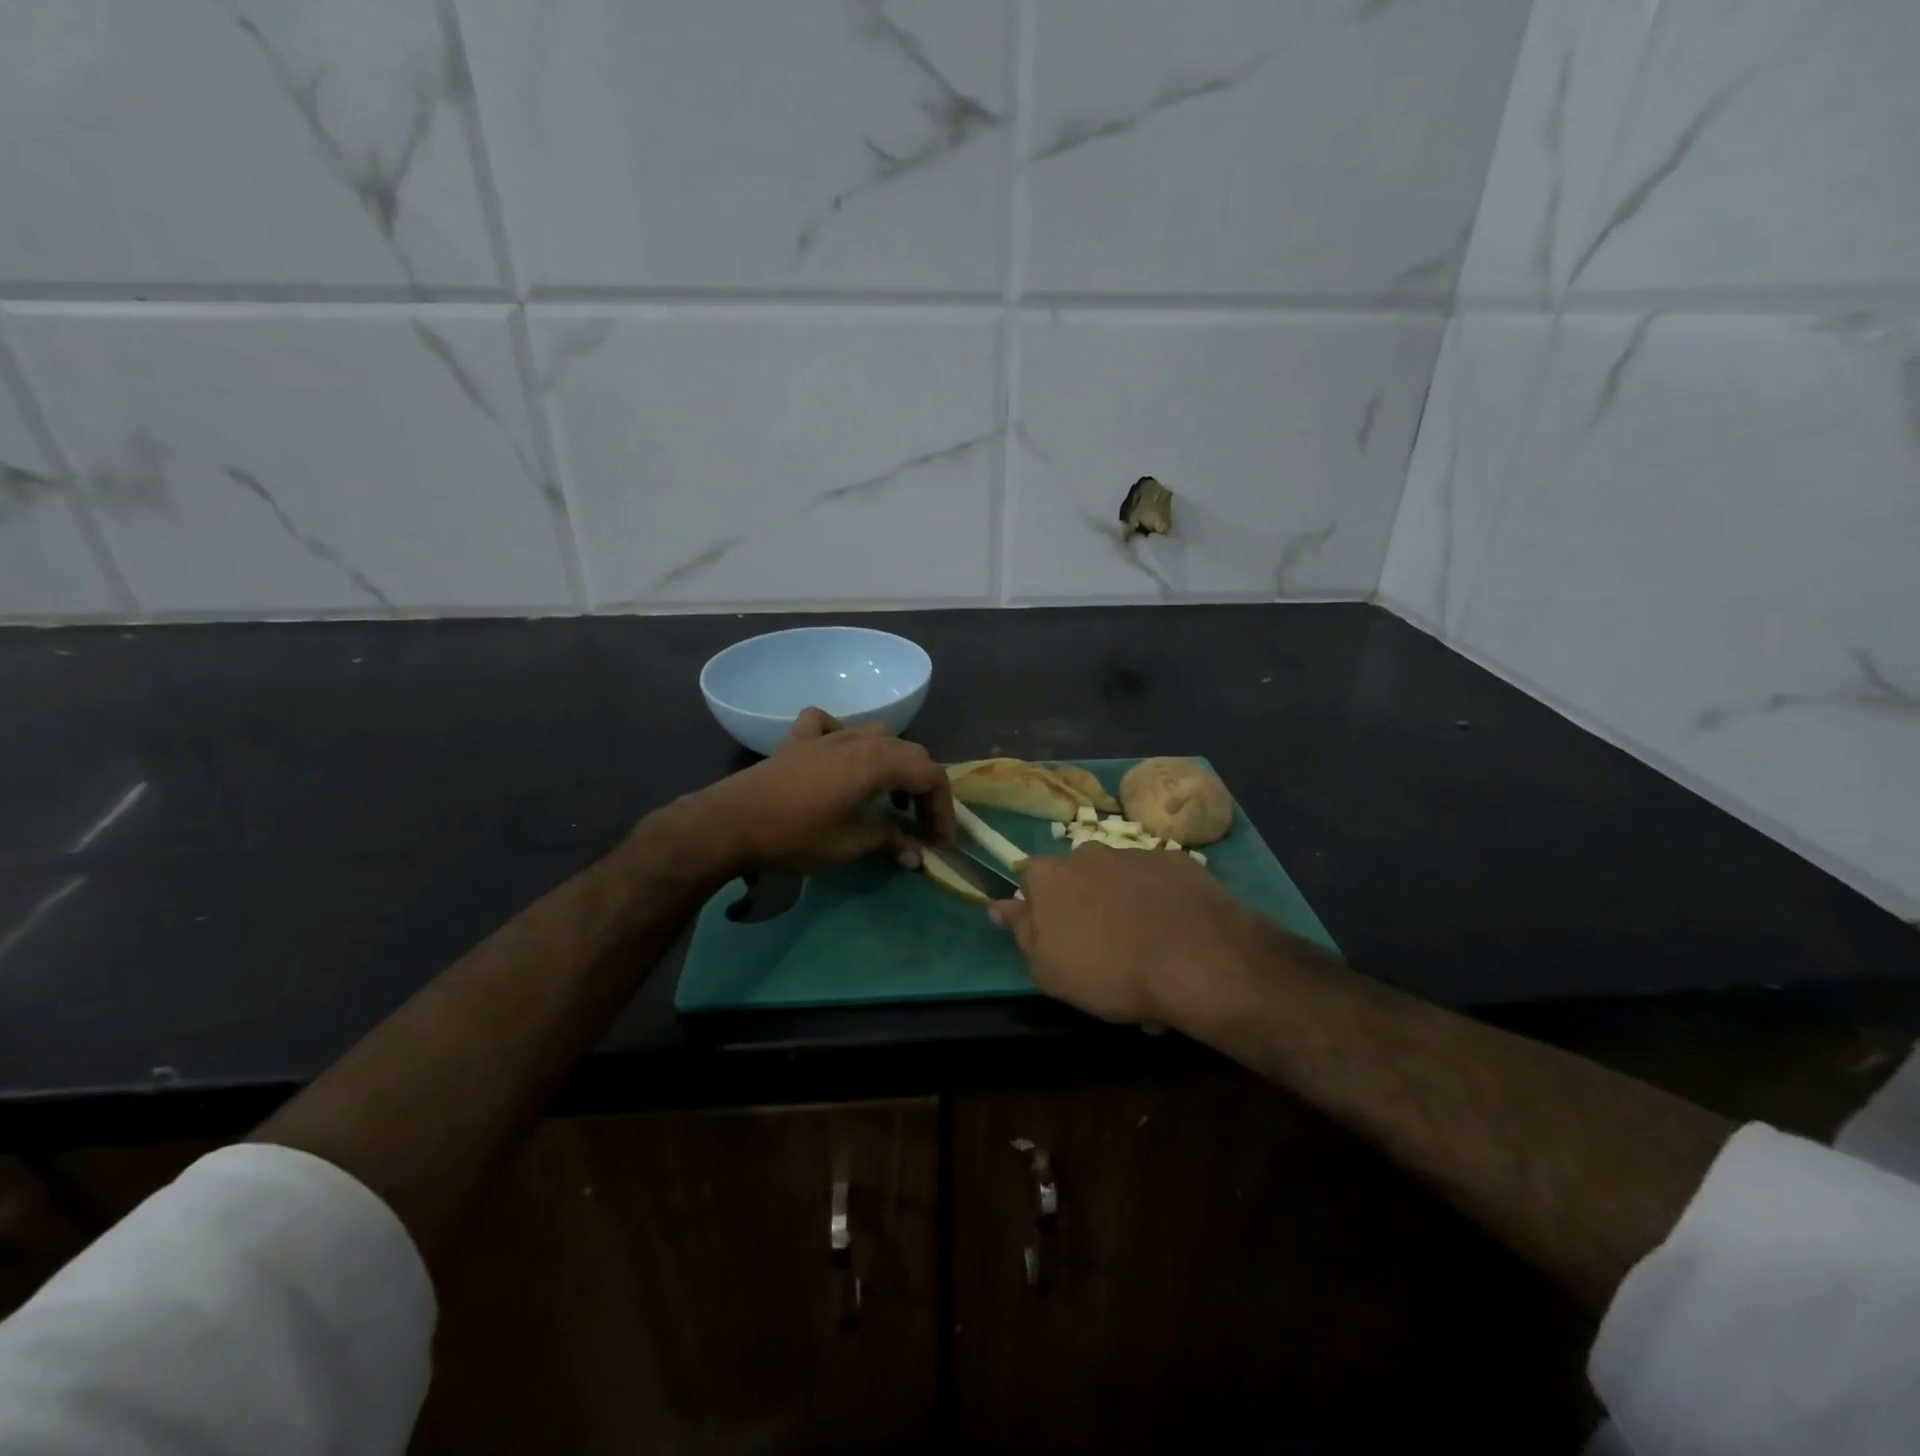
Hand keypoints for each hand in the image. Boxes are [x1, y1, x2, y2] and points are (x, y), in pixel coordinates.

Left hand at [682, 708, 954, 876]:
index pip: (930, 775)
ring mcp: (828, 735)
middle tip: (920, 823)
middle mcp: (860, 741)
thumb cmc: (795, 835)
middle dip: (923, 787)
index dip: (942, 807)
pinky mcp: (800, 739)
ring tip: (889, 794)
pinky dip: (843, 735)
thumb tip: (916, 855)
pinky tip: (838, 756)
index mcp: (878, 763)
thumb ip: (889, 842)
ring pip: (877, 733)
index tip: (940, 839)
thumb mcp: (849, 845)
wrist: (731, 822)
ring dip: (893, 761)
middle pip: (910, 753)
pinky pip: (829, 724)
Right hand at [988, 844, 1262, 1024]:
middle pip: (1078, 879)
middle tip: (1103, 953)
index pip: (1030, 881)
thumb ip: (1021, 931)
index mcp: (1050, 875)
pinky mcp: (1178, 862)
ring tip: (1147, 955)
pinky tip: (1176, 939)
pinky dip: (1162, 905)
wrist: (1195, 958)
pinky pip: (1159, 884)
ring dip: (1125, 908)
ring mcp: (1136, 853)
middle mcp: (1089, 853)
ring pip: (1120, 882)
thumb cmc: (1107, 969)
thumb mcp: (1047, 968)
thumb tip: (999, 905)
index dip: (1041, 911)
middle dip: (1085, 907)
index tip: (1057, 941)